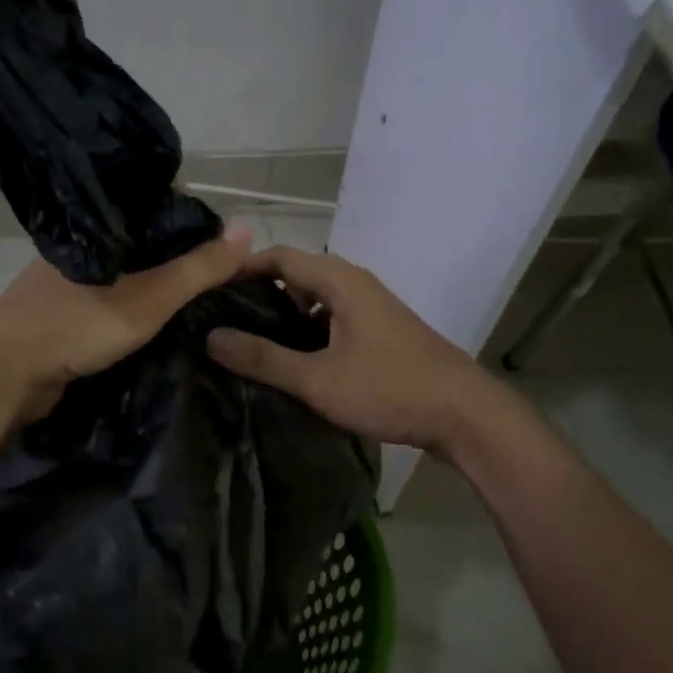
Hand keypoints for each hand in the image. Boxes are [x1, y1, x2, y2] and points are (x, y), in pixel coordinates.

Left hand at [0, 223, 253, 423]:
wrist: (2, 375)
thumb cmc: (75, 326)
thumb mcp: (148, 298)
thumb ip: (196, 268)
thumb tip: (248, 227)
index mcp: (97, 228)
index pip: (152, 205)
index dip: (189, 215)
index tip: (224, 236)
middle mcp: (82, 246)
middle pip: (139, 240)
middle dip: (176, 252)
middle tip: (218, 271)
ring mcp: (66, 280)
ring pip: (123, 271)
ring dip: (154, 281)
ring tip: (197, 294)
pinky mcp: (60, 312)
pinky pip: (107, 299)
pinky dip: (133, 304)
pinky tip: (156, 319)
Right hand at [206, 246, 493, 455]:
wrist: (465, 415)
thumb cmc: (390, 389)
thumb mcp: (318, 379)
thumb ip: (263, 359)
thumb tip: (211, 338)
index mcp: (340, 281)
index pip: (278, 256)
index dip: (240, 267)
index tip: (207, 289)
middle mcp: (355, 284)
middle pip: (296, 275)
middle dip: (258, 293)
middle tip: (222, 319)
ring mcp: (371, 307)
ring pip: (315, 299)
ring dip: (283, 315)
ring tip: (249, 343)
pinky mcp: (380, 331)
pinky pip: (332, 318)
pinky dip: (307, 330)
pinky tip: (293, 361)